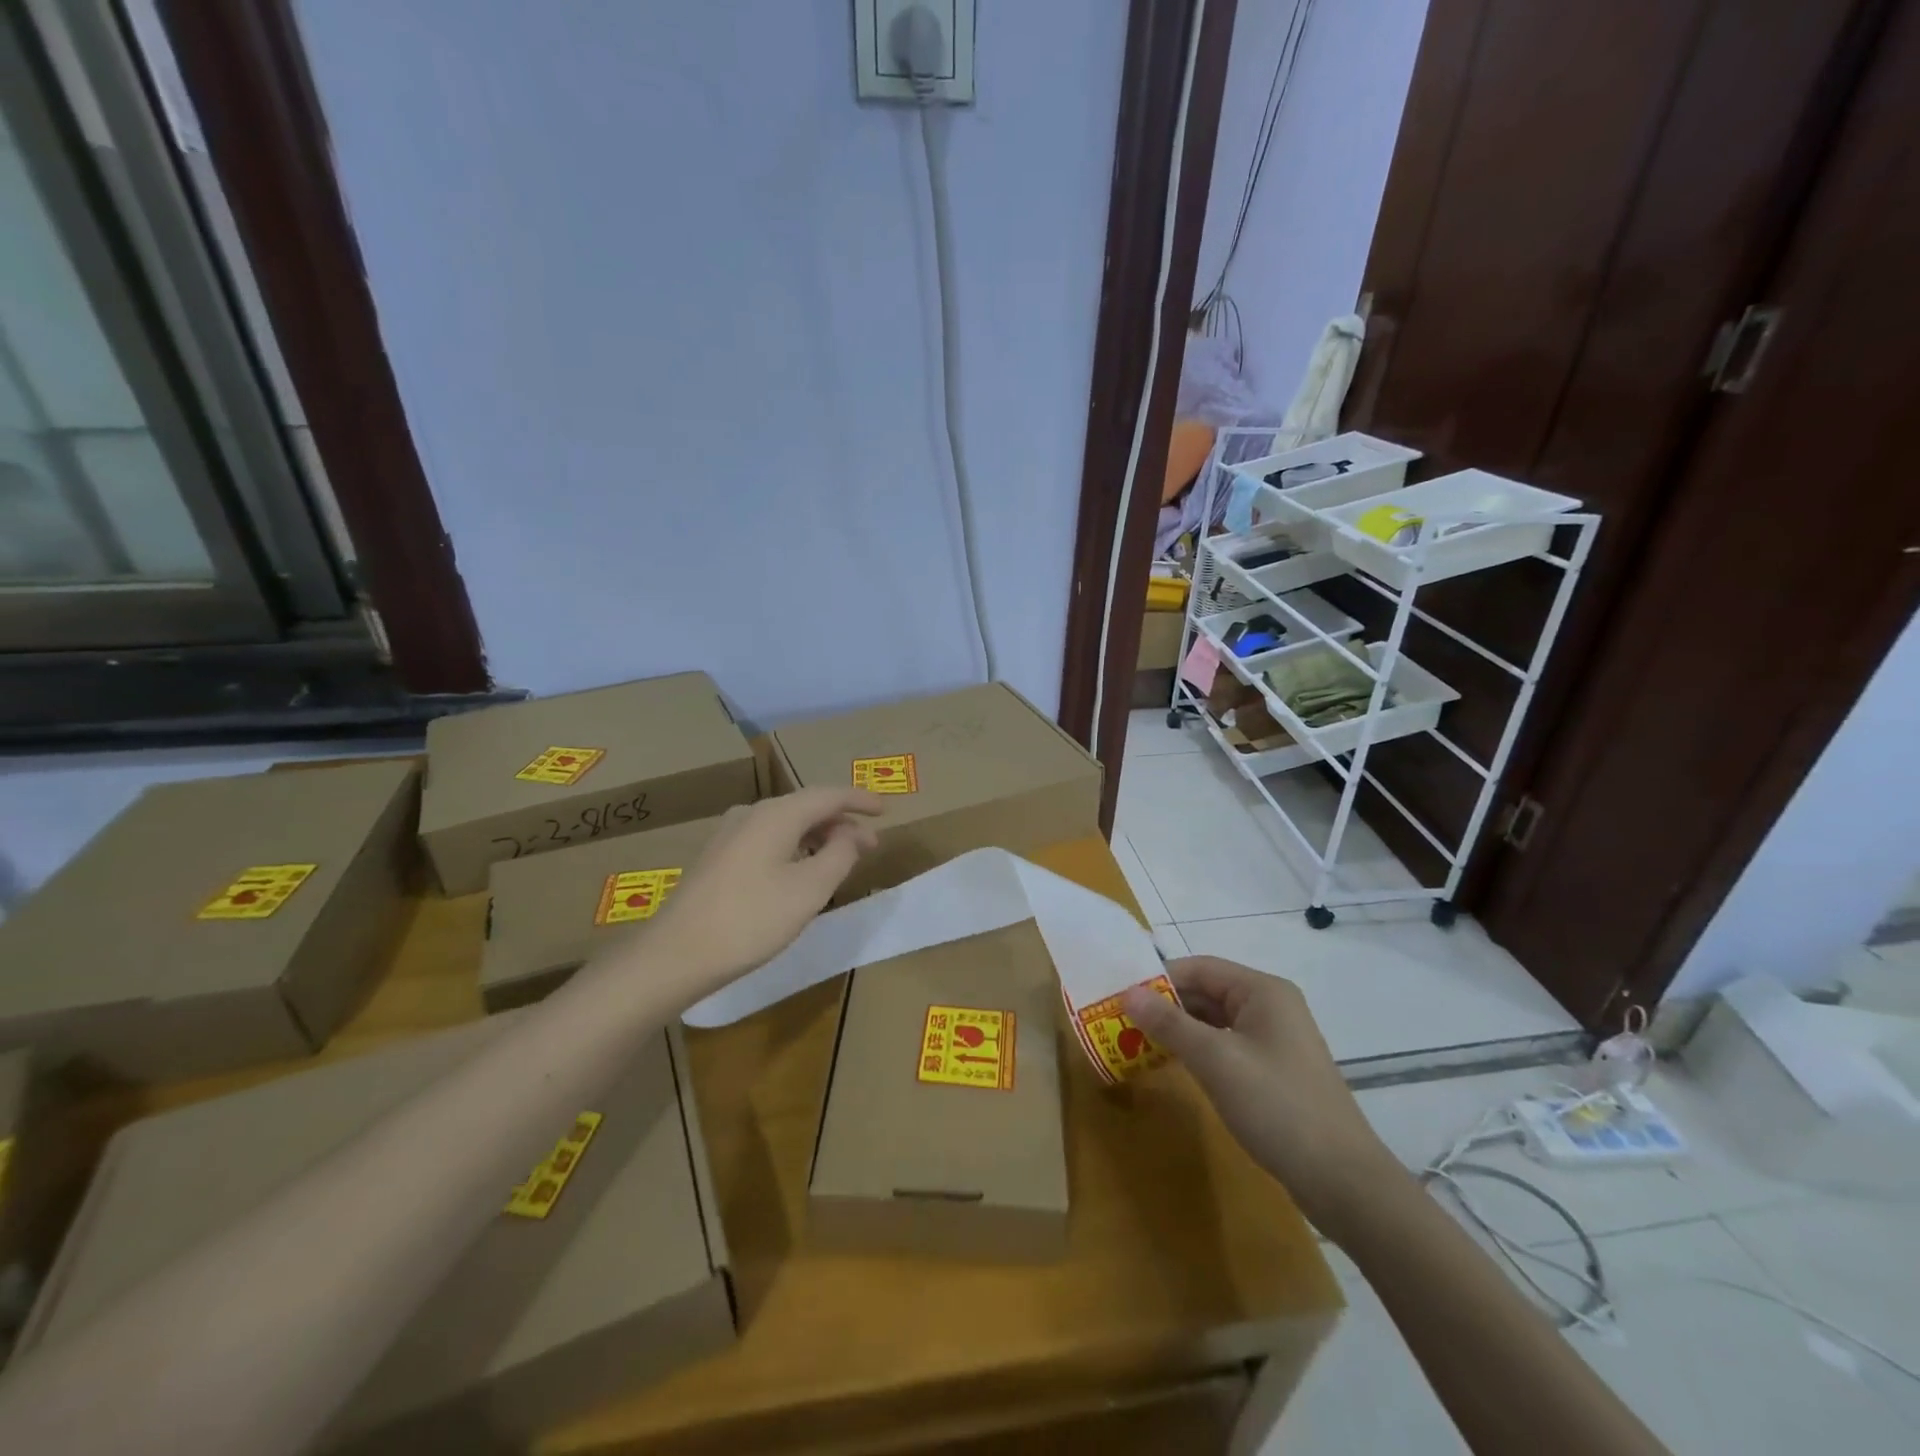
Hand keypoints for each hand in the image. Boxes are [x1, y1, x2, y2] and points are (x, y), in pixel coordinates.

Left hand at [646, 789, 881, 993]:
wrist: (677, 954)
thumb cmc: (751, 919)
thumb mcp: (810, 889)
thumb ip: (840, 854)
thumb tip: (852, 833)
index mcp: (776, 814)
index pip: (828, 795)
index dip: (859, 800)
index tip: (885, 811)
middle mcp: (752, 814)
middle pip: (807, 808)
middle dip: (842, 824)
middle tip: (870, 846)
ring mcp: (730, 834)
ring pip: (787, 825)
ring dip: (818, 838)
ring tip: (841, 860)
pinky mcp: (718, 857)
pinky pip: (769, 839)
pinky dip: (795, 848)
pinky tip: (802, 872)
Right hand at [1123, 956, 1403, 1237]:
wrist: (1344, 1182)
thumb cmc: (1278, 1107)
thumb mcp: (1216, 1061)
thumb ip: (1170, 1023)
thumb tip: (1127, 993)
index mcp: (1262, 991)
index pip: (1199, 968)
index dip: (1158, 979)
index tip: (1121, 998)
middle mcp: (1270, 1006)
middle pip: (1206, 992)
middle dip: (1165, 1006)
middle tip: (1121, 1023)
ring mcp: (1275, 1040)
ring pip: (1214, 1021)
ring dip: (1179, 1030)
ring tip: (1137, 1043)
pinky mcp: (1274, 1071)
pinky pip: (1226, 1046)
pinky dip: (1198, 1051)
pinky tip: (1174, 1065)